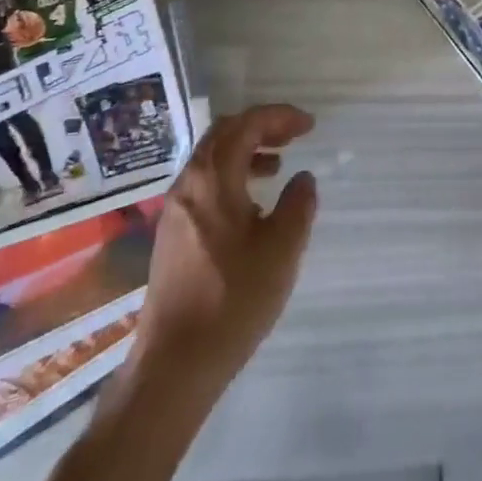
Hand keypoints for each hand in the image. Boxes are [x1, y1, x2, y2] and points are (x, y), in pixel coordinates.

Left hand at [131, 105, 318, 386]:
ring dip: (246, 150)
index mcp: (213, 178)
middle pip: (224, 133)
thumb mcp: (282, 249)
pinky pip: (204, 182)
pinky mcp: (172, 233)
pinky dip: (231, 175)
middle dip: (261, 126)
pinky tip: (251, 203)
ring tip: (277, 165)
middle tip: (293, 135)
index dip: (280, 117)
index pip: (246, 125)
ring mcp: (175, 209)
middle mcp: (188, 184)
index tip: (309, 125)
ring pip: (211, 158)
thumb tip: (302, 178)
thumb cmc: (233, 299)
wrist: (175, 363)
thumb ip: (298, 204)